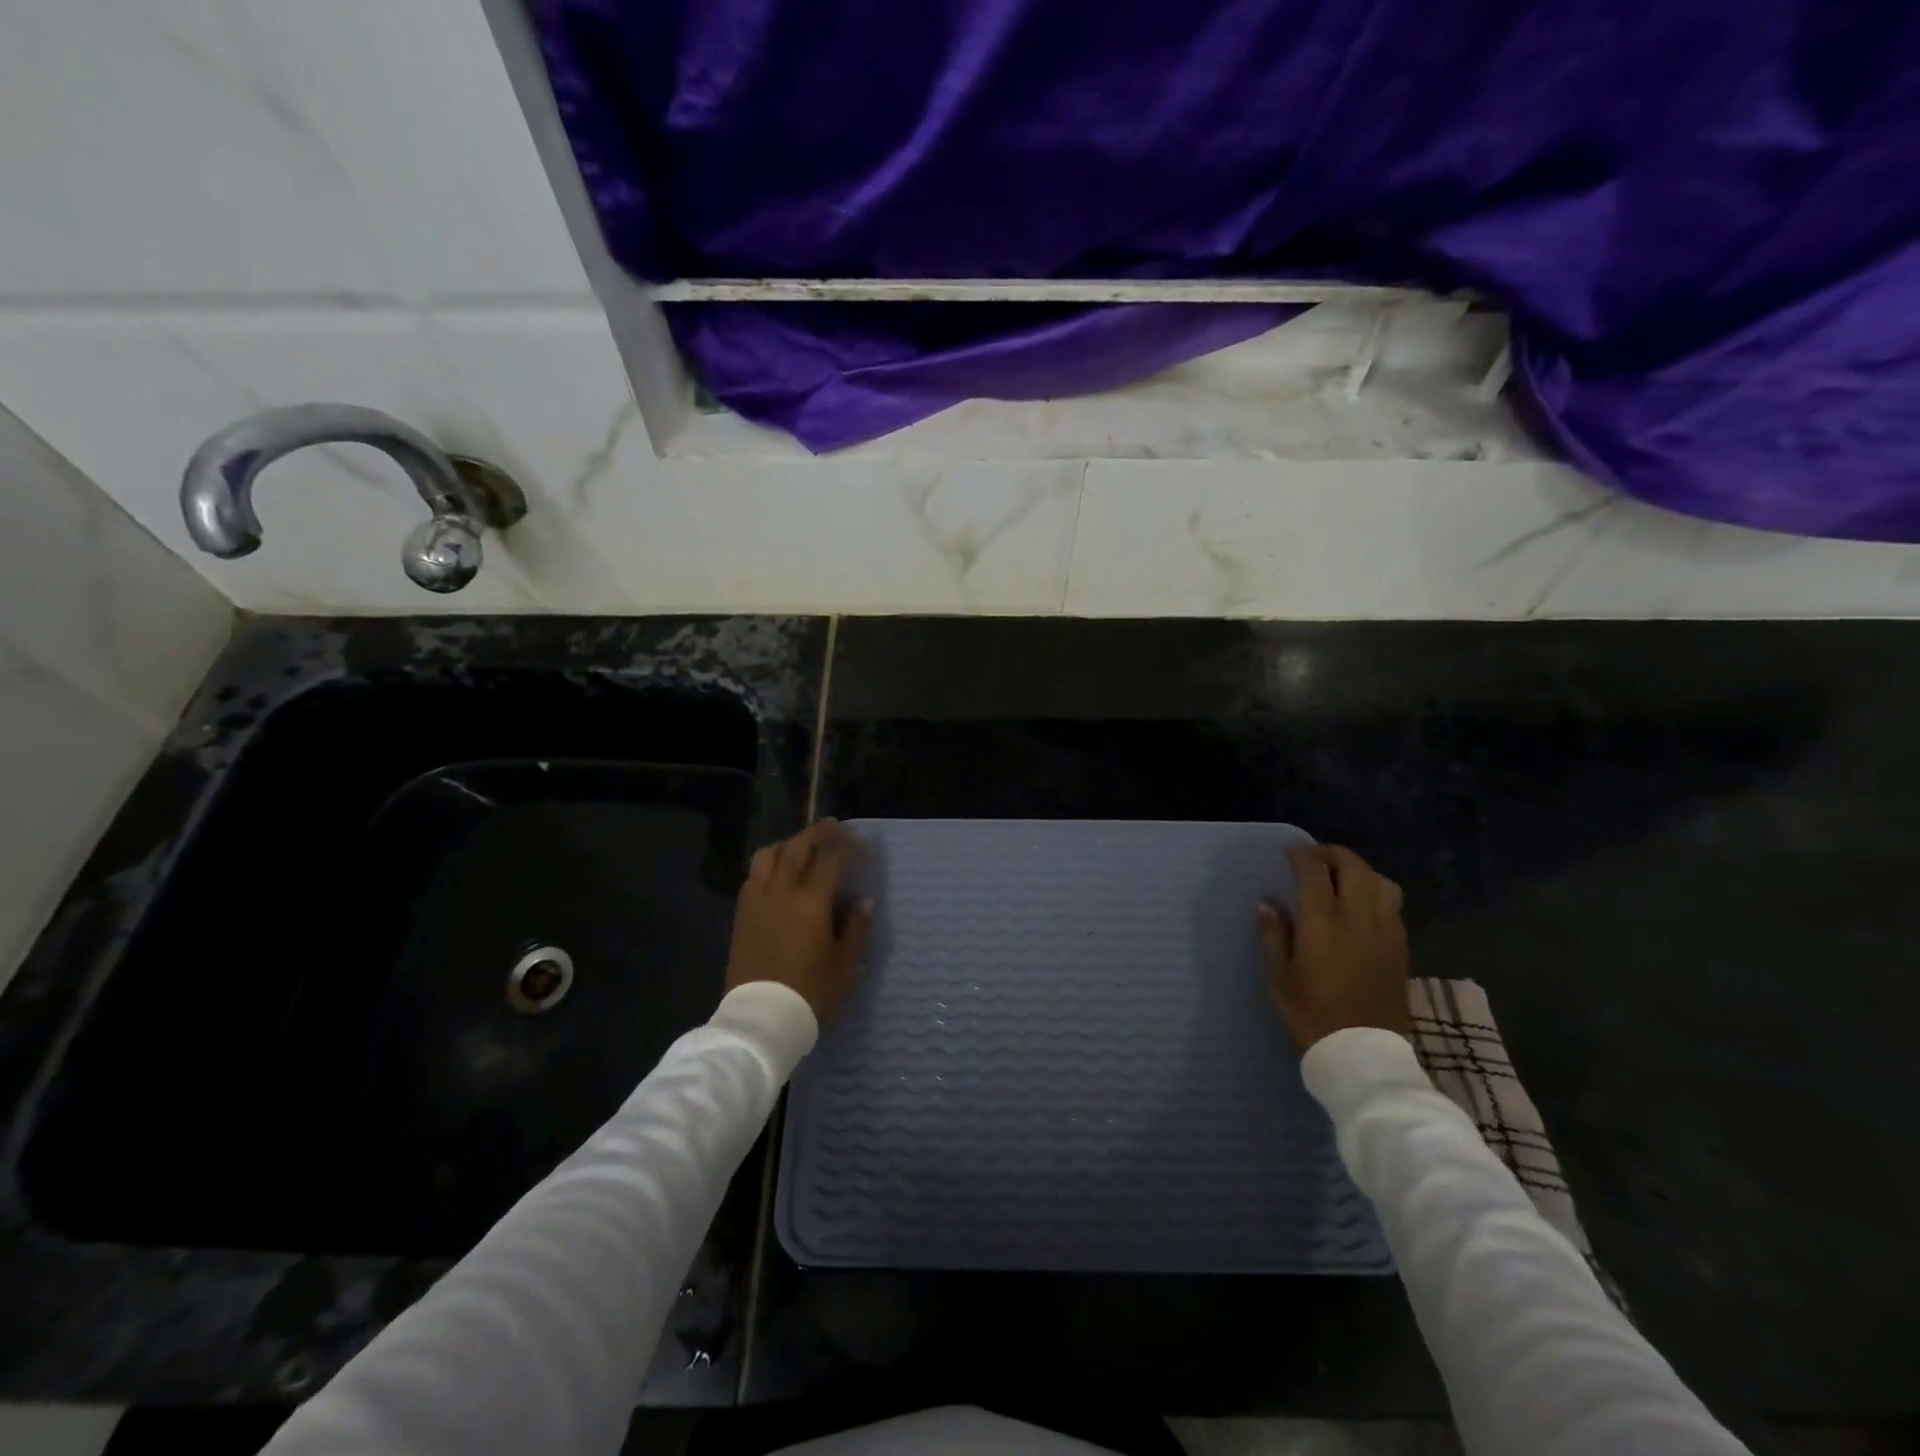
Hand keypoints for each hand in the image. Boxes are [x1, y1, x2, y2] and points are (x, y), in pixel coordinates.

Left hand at [725, 819, 873, 1020]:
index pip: (831, 858)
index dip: (848, 846)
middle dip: (818, 833)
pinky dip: (769, 863)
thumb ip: (857, 927)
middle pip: (798, 847)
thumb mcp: (846, 964)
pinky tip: (778, 873)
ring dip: (789, 843)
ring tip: (802, 846)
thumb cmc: (810, 992)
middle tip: (833, 827)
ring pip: (769, 854)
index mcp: (811, 901)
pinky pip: (754, 874)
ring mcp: (757, 899)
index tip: (861, 844)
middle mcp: (781, 891)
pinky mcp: (742, 913)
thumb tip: (864, 900)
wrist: (761, 1018)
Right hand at [1259, 844, 1410, 1048]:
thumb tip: (1269, 902)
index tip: (1290, 851)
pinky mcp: (1401, 947)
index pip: (1314, 873)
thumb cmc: (1312, 1014)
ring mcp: (1386, 932)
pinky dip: (1376, 892)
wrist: (1363, 1054)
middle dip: (1333, 854)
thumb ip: (1273, 935)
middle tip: (1315, 858)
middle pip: (1354, 868)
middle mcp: (1359, 919)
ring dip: (1360, 871)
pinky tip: (1362, 906)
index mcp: (1324, 924)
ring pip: (1381, 882)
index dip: (1302, 855)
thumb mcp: (1279, 977)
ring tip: (1342, 878)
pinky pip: (1392, 905)